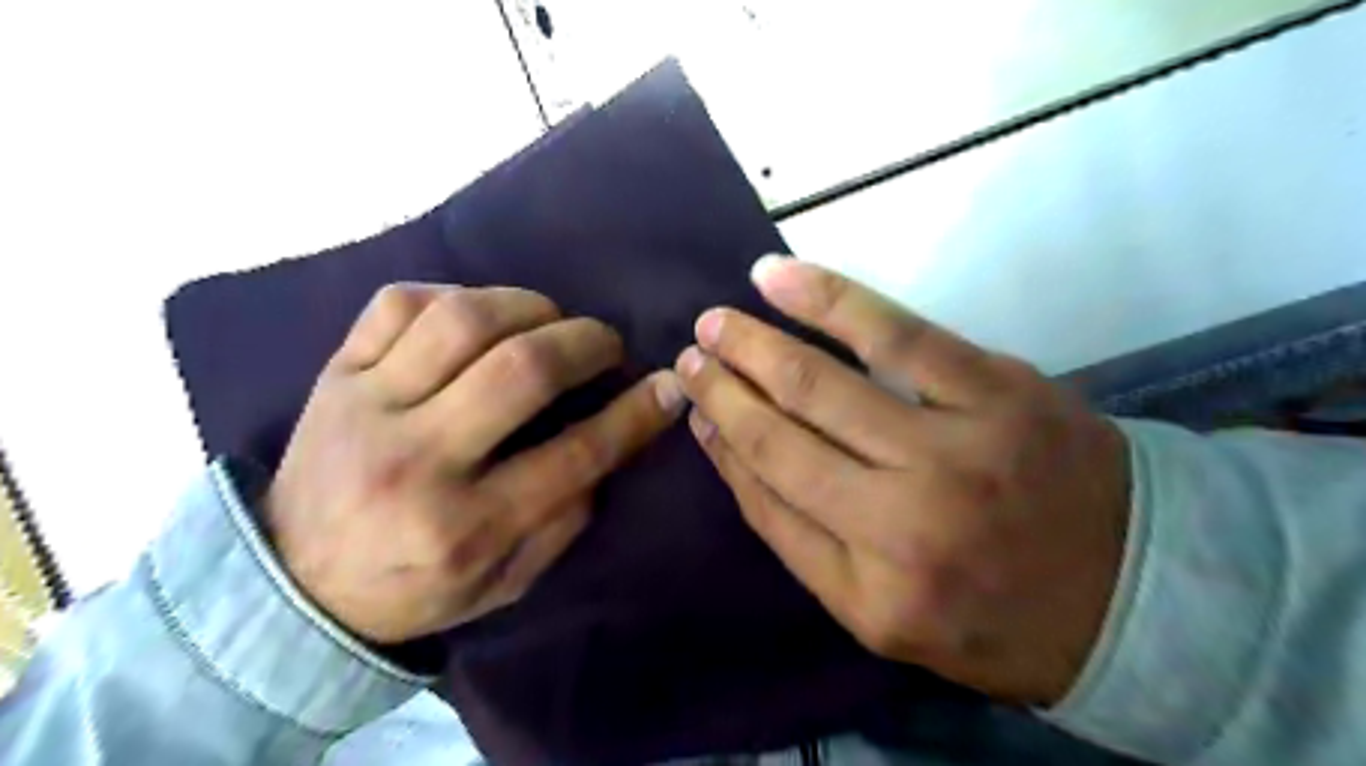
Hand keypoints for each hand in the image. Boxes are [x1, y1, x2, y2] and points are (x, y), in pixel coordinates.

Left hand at [264, 284, 681, 643]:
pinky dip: (454, 295)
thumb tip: (613, 438)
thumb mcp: (506, 580)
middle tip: (607, 343)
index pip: (575, 454)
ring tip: (551, 319)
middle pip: (521, 370)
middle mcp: (416, 459)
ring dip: (527, 306)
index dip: (635, 414)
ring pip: (462, 320)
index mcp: (465, 525)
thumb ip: (566, 516)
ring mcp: (366, 406)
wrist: (293, 585)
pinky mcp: (333, 373)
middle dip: (585, 342)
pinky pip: (398, 303)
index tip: (668, 385)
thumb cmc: (416, 586)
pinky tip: (478, 314)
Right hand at [675, 261, 1130, 707]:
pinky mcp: (998, 389)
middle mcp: (905, 524)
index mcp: (872, 589)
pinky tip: (777, 277)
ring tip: (716, 320)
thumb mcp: (881, 610)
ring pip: (824, 382)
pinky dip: (829, 299)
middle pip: (783, 437)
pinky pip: (896, 333)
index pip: (768, 498)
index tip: (693, 408)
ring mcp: (956, 448)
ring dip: (758, 344)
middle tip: (690, 352)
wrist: (1136, 592)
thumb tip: (731, 451)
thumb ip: (799, 536)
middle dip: (724, 389)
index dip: (723, 444)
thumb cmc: (992, 610)